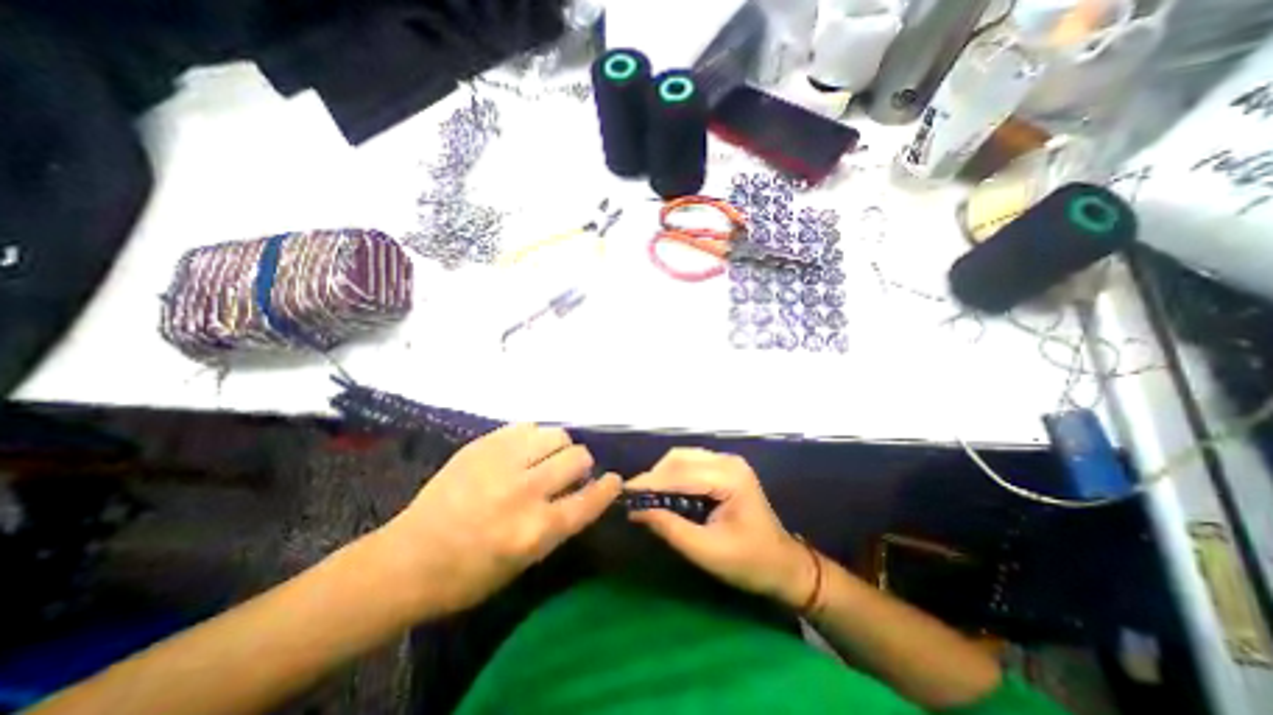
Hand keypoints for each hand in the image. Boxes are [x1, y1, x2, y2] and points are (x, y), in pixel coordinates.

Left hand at [375, 425, 619, 613]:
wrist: (407, 559)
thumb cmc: (469, 574)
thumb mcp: (525, 561)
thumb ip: (559, 523)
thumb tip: (583, 491)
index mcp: (536, 530)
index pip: (590, 499)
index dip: (608, 488)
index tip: (614, 481)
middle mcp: (525, 491)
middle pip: (577, 457)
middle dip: (581, 464)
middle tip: (568, 473)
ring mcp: (502, 462)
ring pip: (556, 434)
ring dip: (559, 447)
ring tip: (545, 457)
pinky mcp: (483, 445)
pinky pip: (527, 427)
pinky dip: (533, 438)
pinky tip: (523, 450)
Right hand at [627, 451, 815, 605]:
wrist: (784, 565)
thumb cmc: (750, 563)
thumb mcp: (707, 552)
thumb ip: (671, 528)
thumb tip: (636, 511)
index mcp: (729, 478)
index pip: (681, 473)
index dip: (650, 482)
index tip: (624, 493)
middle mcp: (728, 461)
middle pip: (680, 458)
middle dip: (654, 476)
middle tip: (634, 498)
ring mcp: (728, 462)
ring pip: (683, 458)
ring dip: (662, 474)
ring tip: (645, 496)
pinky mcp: (725, 469)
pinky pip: (691, 464)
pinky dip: (673, 475)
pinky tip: (664, 491)